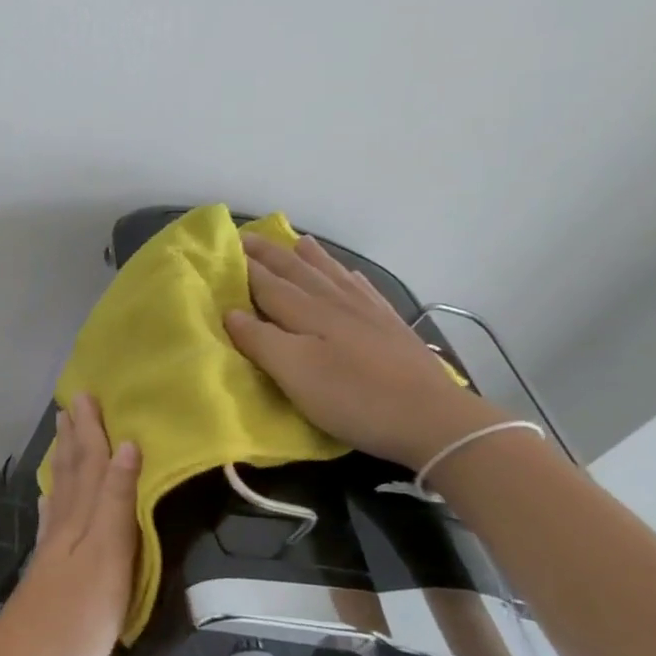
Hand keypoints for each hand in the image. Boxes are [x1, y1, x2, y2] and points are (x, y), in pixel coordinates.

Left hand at [0, 394, 140, 655]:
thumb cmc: (76, 619)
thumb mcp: (109, 557)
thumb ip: (116, 502)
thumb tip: (126, 446)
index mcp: (84, 520)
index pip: (91, 465)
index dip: (92, 431)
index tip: (88, 396)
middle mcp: (65, 527)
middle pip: (72, 473)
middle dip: (76, 437)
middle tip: (72, 403)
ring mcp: (53, 550)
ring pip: (61, 493)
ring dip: (64, 461)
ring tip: (63, 436)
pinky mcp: (47, 573)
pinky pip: (52, 521)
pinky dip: (54, 500)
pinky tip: (51, 498)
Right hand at [225, 233, 501, 470]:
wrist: (431, 418)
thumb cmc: (352, 397)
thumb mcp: (295, 373)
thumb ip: (260, 340)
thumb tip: (231, 312)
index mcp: (308, 314)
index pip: (268, 284)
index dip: (245, 268)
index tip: (224, 249)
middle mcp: (336, 304)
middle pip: (298, 272)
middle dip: (271, 255)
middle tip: (249, 237)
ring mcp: (368, 313)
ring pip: (332, 275)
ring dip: (310, 258)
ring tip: (298, 241)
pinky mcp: (391, 328)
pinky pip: (363, 290)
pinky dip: (349, 277)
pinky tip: (349, 274)